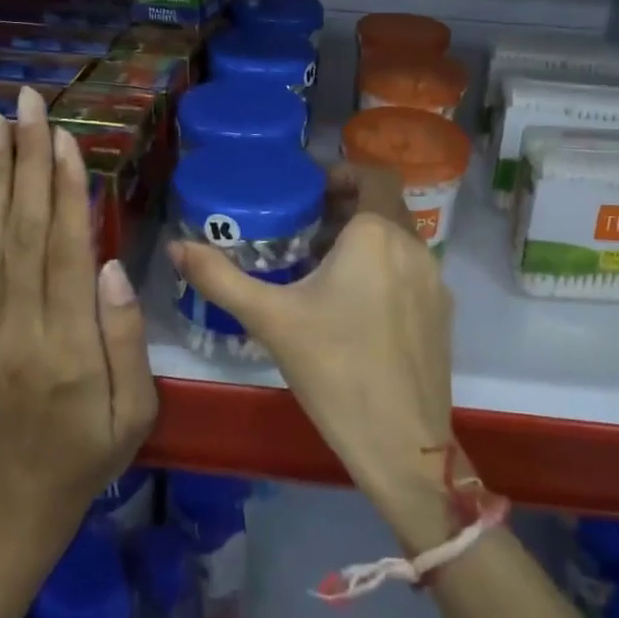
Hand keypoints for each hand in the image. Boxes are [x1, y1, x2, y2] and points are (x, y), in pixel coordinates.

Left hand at [0, 87, 156, 541]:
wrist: (21, 502)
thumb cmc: (93, 451)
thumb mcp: (136, 408)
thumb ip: (125, 337)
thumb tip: (111, 265)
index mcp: (68, 347)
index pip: (65, 252)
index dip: (66, 192)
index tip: (65, 138)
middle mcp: (18, 330)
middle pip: (24, 233)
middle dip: (28, 161)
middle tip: (27, 104)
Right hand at [167, 163, 456, 546]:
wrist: (402, 443)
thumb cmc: (334, 369)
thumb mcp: (270, 319)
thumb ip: (220, 278)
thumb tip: (176, 246)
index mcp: (377, 235)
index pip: (374, 175)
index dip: (344, 173)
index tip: (311, 191)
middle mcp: (414, 248)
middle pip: (384, 207)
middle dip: (347, 209)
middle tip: (306, 228)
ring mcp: (435, 283)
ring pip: (399, 241)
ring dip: (366, 240)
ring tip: (323, 268)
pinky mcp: (442, 315)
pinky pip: (411, 271)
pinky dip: (385, 269)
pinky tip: (355, 309)